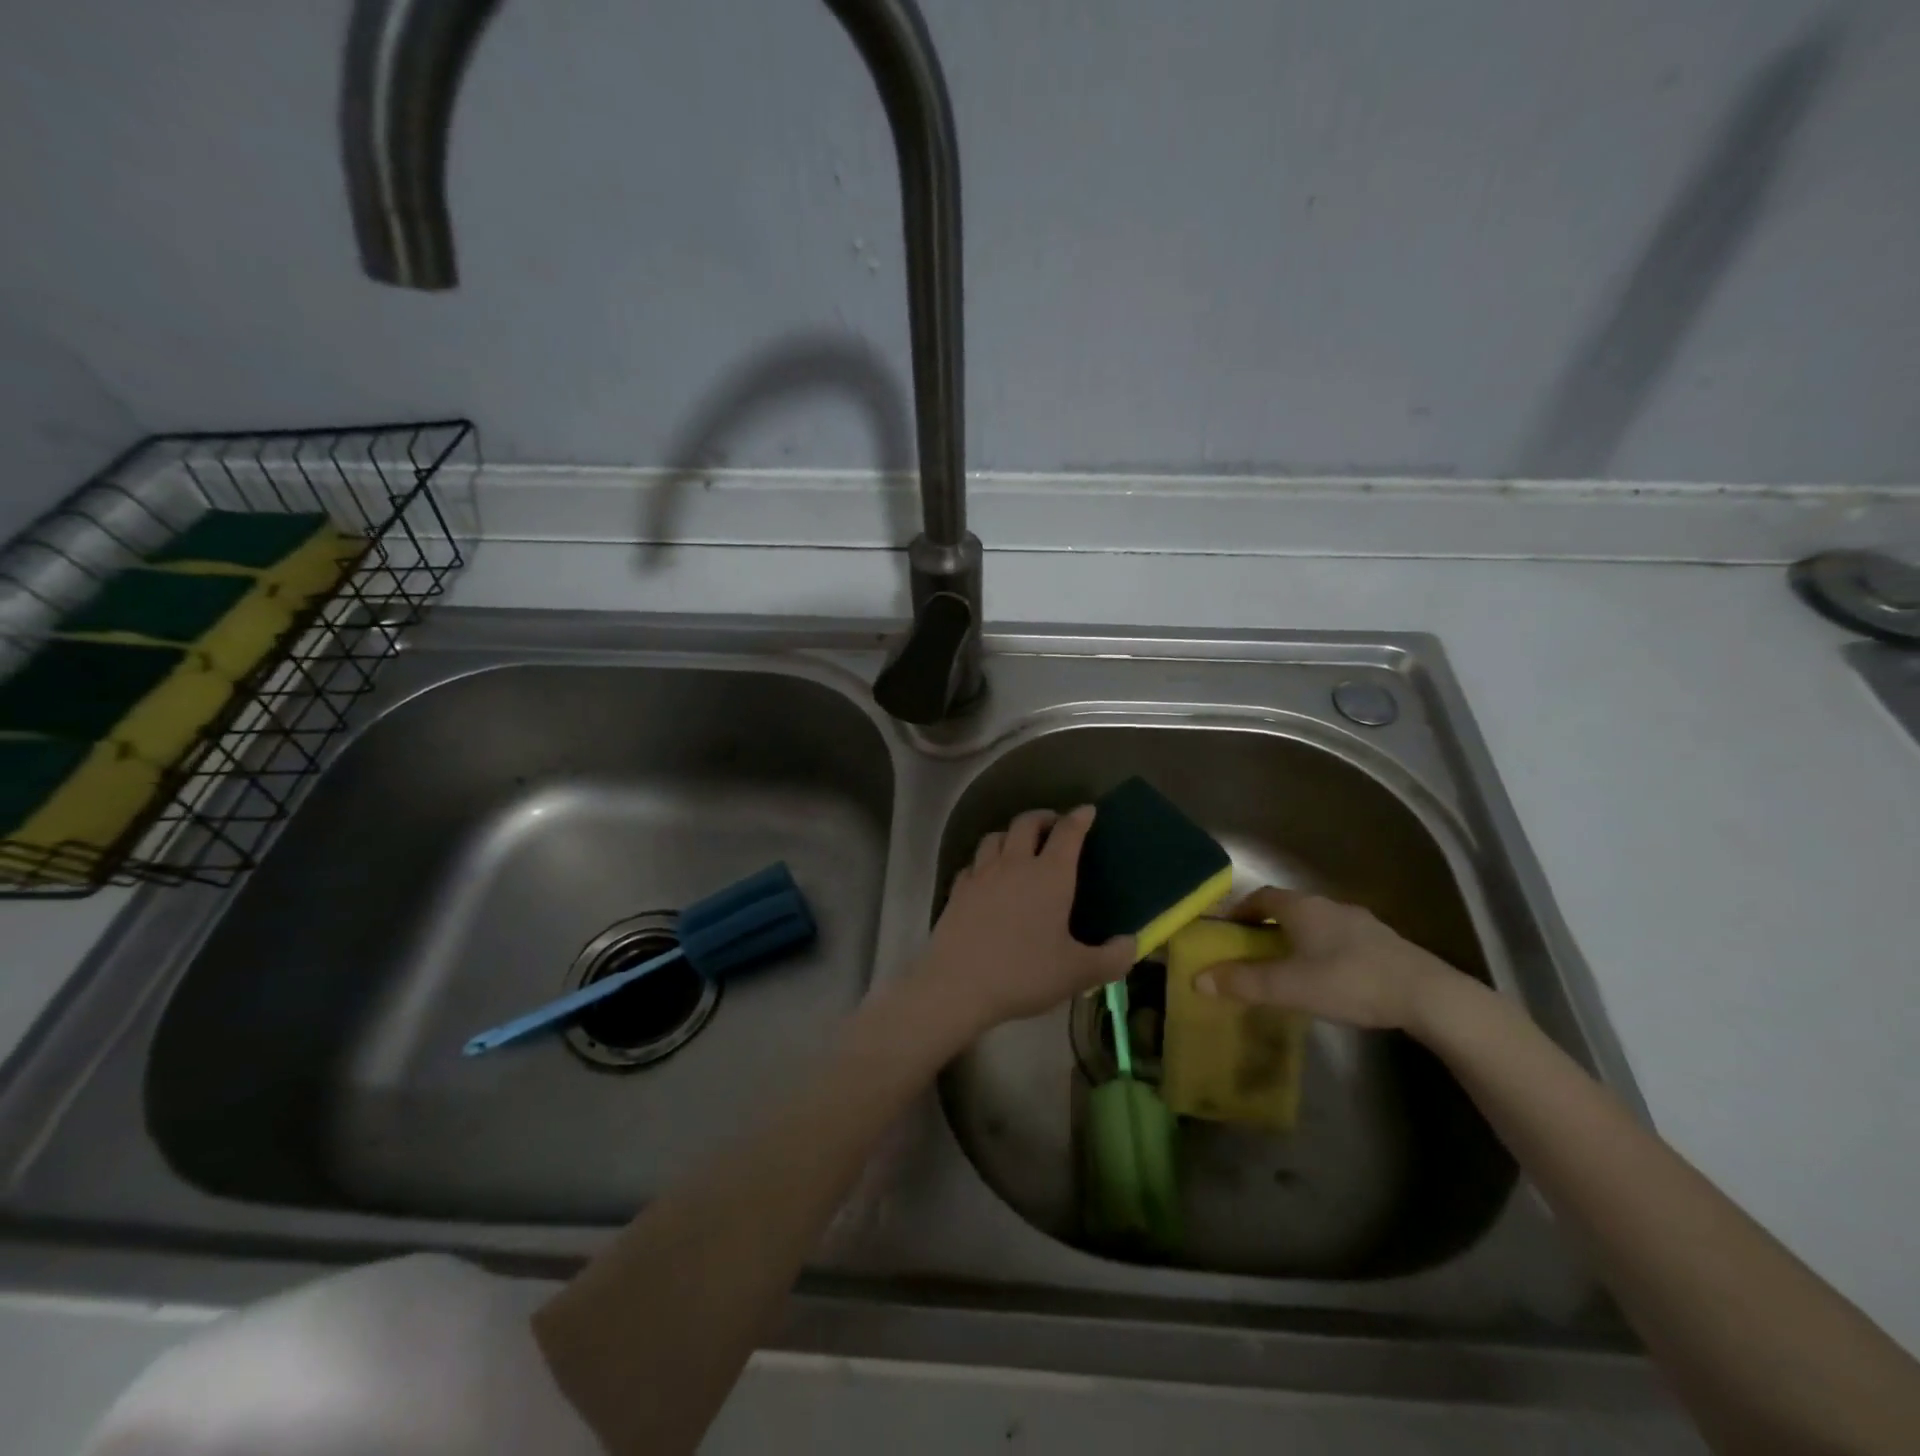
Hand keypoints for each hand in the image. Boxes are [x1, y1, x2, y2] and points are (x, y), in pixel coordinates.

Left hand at [912, 806, 1135, 1038]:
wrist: (958, 985)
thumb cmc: (1024, 974)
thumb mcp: (1078, 973)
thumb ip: (1112, 958)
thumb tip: (1131, 943)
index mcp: (1050, 875)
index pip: (1068, 832)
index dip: (1079, 818)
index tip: (1087, 811)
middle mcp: (1015, 864)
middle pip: (1026, 823)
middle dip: (1043, 818)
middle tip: (1053, 826)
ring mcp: (981, 874)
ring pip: (995, 836)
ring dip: (1011, 834)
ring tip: (1019, 847)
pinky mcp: (958, 890)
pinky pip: (973, 863)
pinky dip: (985, 861)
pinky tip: (988, 877)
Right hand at [1197, 886, 1460, 1031]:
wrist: (1428, 995)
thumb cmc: (1348, 982)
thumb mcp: (1288, 987)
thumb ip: (1243, 982)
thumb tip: (1198, 978)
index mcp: (1302, 908)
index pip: (1261, 896)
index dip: (1240, 910)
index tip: (1227, 929)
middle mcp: (1329, 906)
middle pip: (1289, 908)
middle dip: (1267, 926)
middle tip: (1253, 951)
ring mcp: (1361, 923)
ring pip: (1317, 923)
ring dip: (1299, 938)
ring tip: (1290, 966)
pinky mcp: (1385, 943)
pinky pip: (1342, 939)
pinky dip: (1326, 950)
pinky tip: (1330, 977)